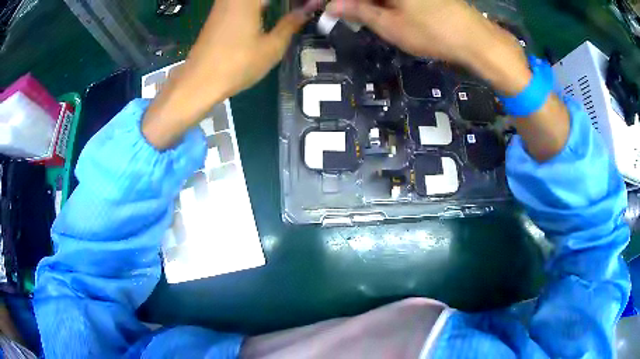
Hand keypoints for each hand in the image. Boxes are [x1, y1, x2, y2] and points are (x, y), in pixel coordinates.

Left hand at [143, 0, 319, 148]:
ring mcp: (224, 3)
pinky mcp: (219, 13)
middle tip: (304, 7)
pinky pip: (242, 2)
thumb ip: (291, 23)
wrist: (199, 81)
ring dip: (271, 3)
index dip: (298, 1)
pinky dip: (259, 4)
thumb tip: (308, 10)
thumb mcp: (271, 46)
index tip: (310, 5)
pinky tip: (271, 9)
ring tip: (291, 9)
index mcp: (247, 0)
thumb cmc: (237, 64)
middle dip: (286, 2)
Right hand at [326, 0, 529, 94]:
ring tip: (351, 15)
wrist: (476, 40)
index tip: (314, 7)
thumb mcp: (390, 25)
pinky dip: (380, 2)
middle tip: (333, 12)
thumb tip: (332, 5)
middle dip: (347, 2)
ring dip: (364, 3)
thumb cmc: (433, 33)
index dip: (331, 0)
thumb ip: (358, 11)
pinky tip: (374, 12)